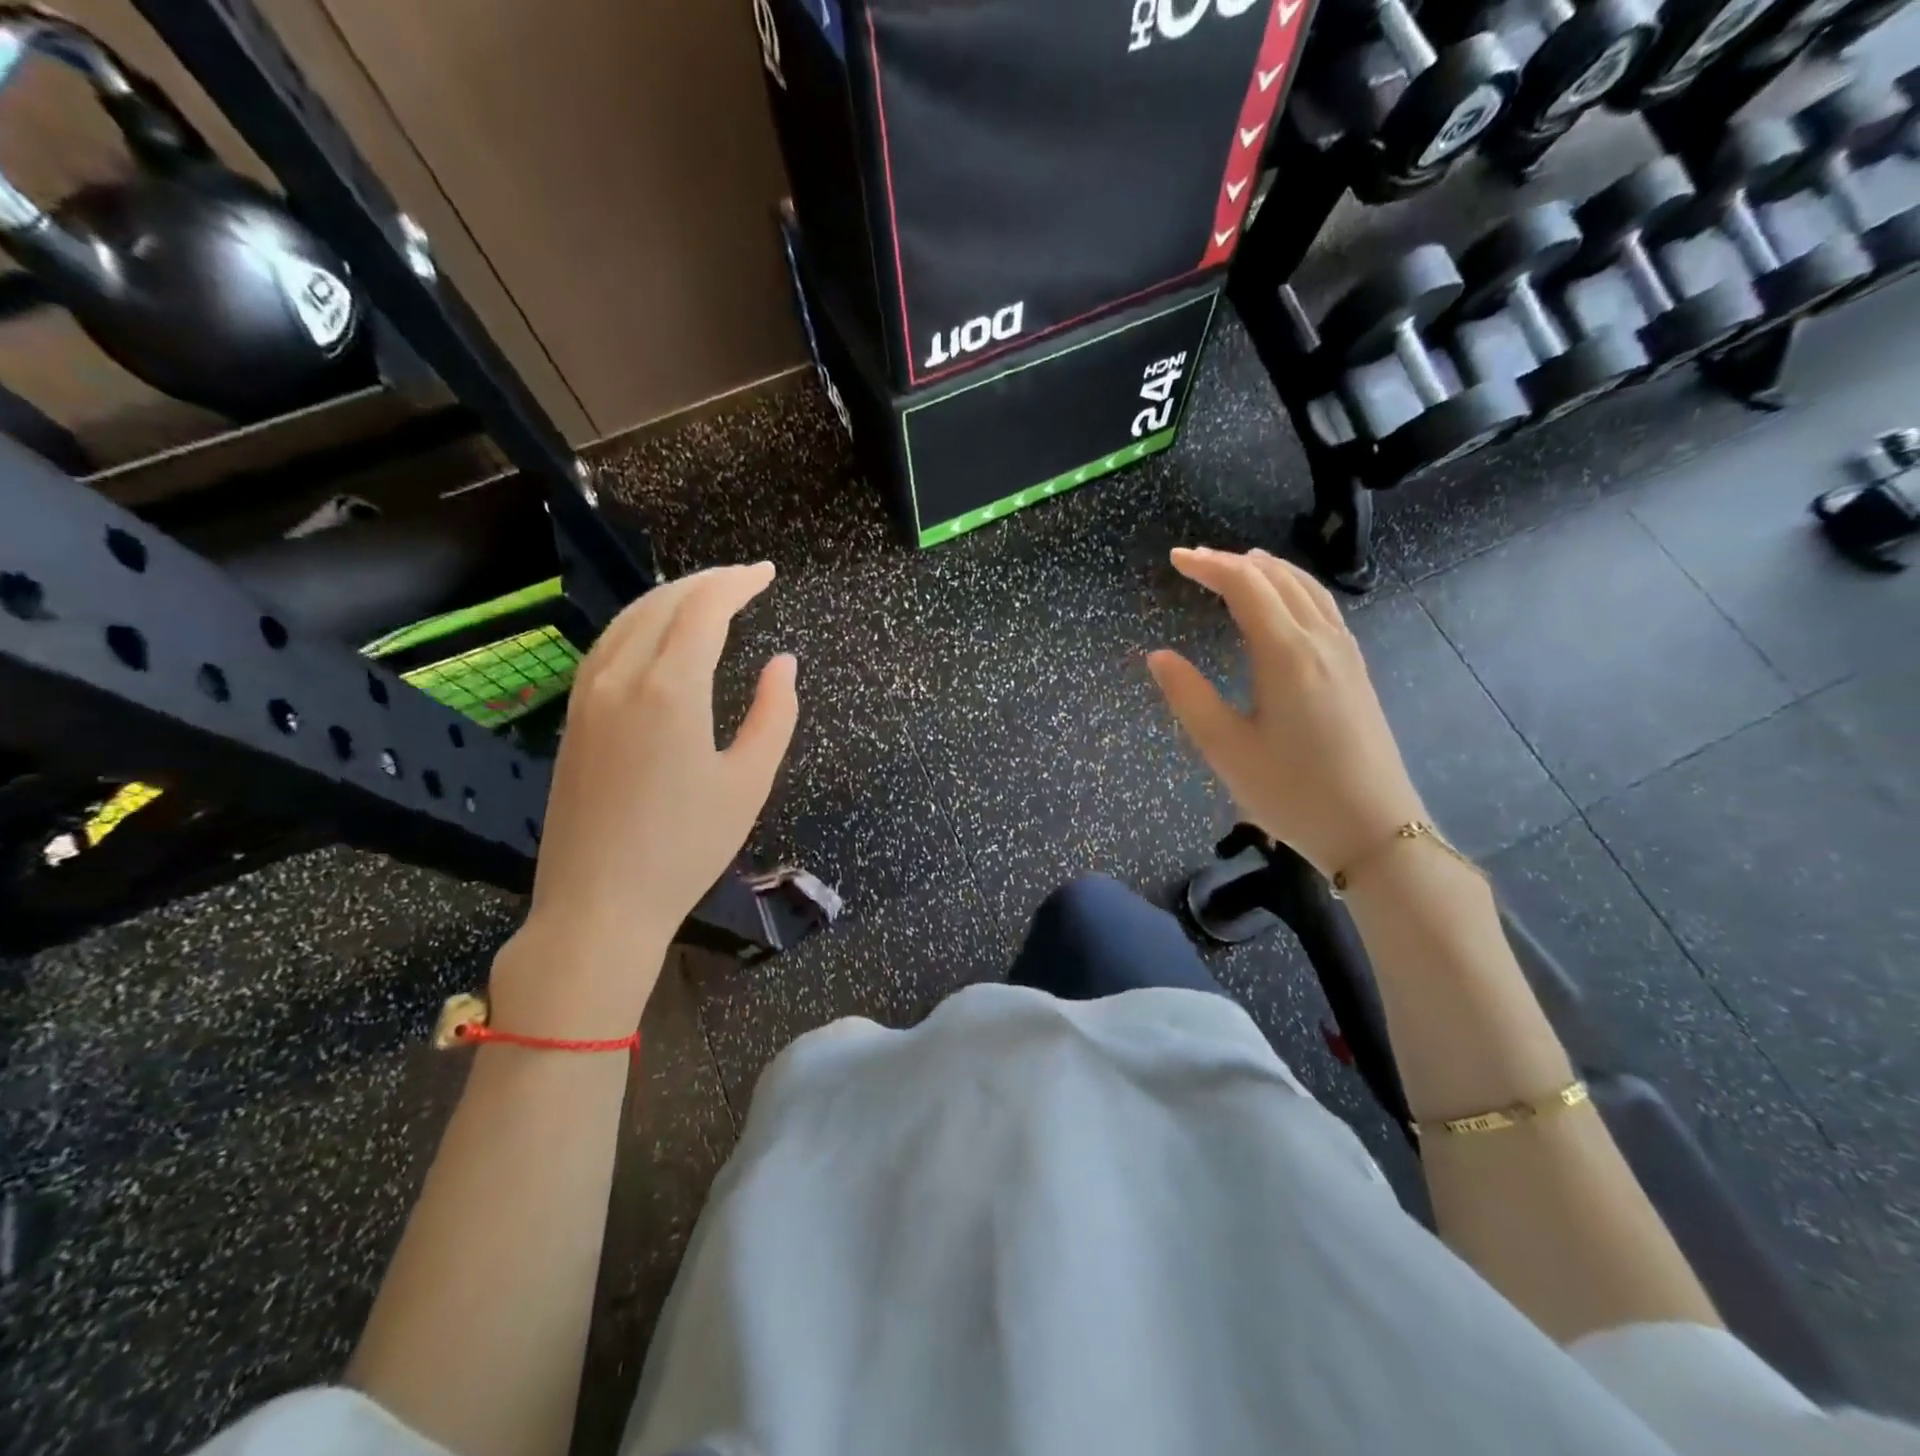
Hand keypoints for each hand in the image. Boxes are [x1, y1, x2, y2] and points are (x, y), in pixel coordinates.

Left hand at [492, 563, 797, 1034]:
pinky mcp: (573, 718)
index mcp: (670, 689)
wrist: (599, 904)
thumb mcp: (749, 781)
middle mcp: (620, 678)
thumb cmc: (686, 847)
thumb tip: (784, 663)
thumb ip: (774, 714)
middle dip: (707, 582)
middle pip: (663, 603)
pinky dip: (640, 624)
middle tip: (746, 580)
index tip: (766, 573)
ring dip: (670, 597)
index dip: (737, 582)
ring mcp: (587, 696)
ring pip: (628, 619)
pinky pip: (607, 646)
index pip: (703, 609)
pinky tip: (658, 637)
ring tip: (707, 598)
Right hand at [1147, 547, 1423, 878]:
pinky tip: (1284, 604)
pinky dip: (1294, 589)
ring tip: (1238, 566)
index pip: (1246, 586)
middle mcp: (1321, 641)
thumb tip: (1159, 656)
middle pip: (1278, 578)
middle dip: (1234, 562)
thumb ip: (1189, 697)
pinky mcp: (1356, 671)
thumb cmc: (1292, 792)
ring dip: (1269, 570)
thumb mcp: (1226, 749)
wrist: (1375, 830)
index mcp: (1287, 654)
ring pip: (1308, 589)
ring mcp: (1346, 654)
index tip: (1176, 559)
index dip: (1209, 565)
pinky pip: (1323, 608)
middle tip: (1195, 562)